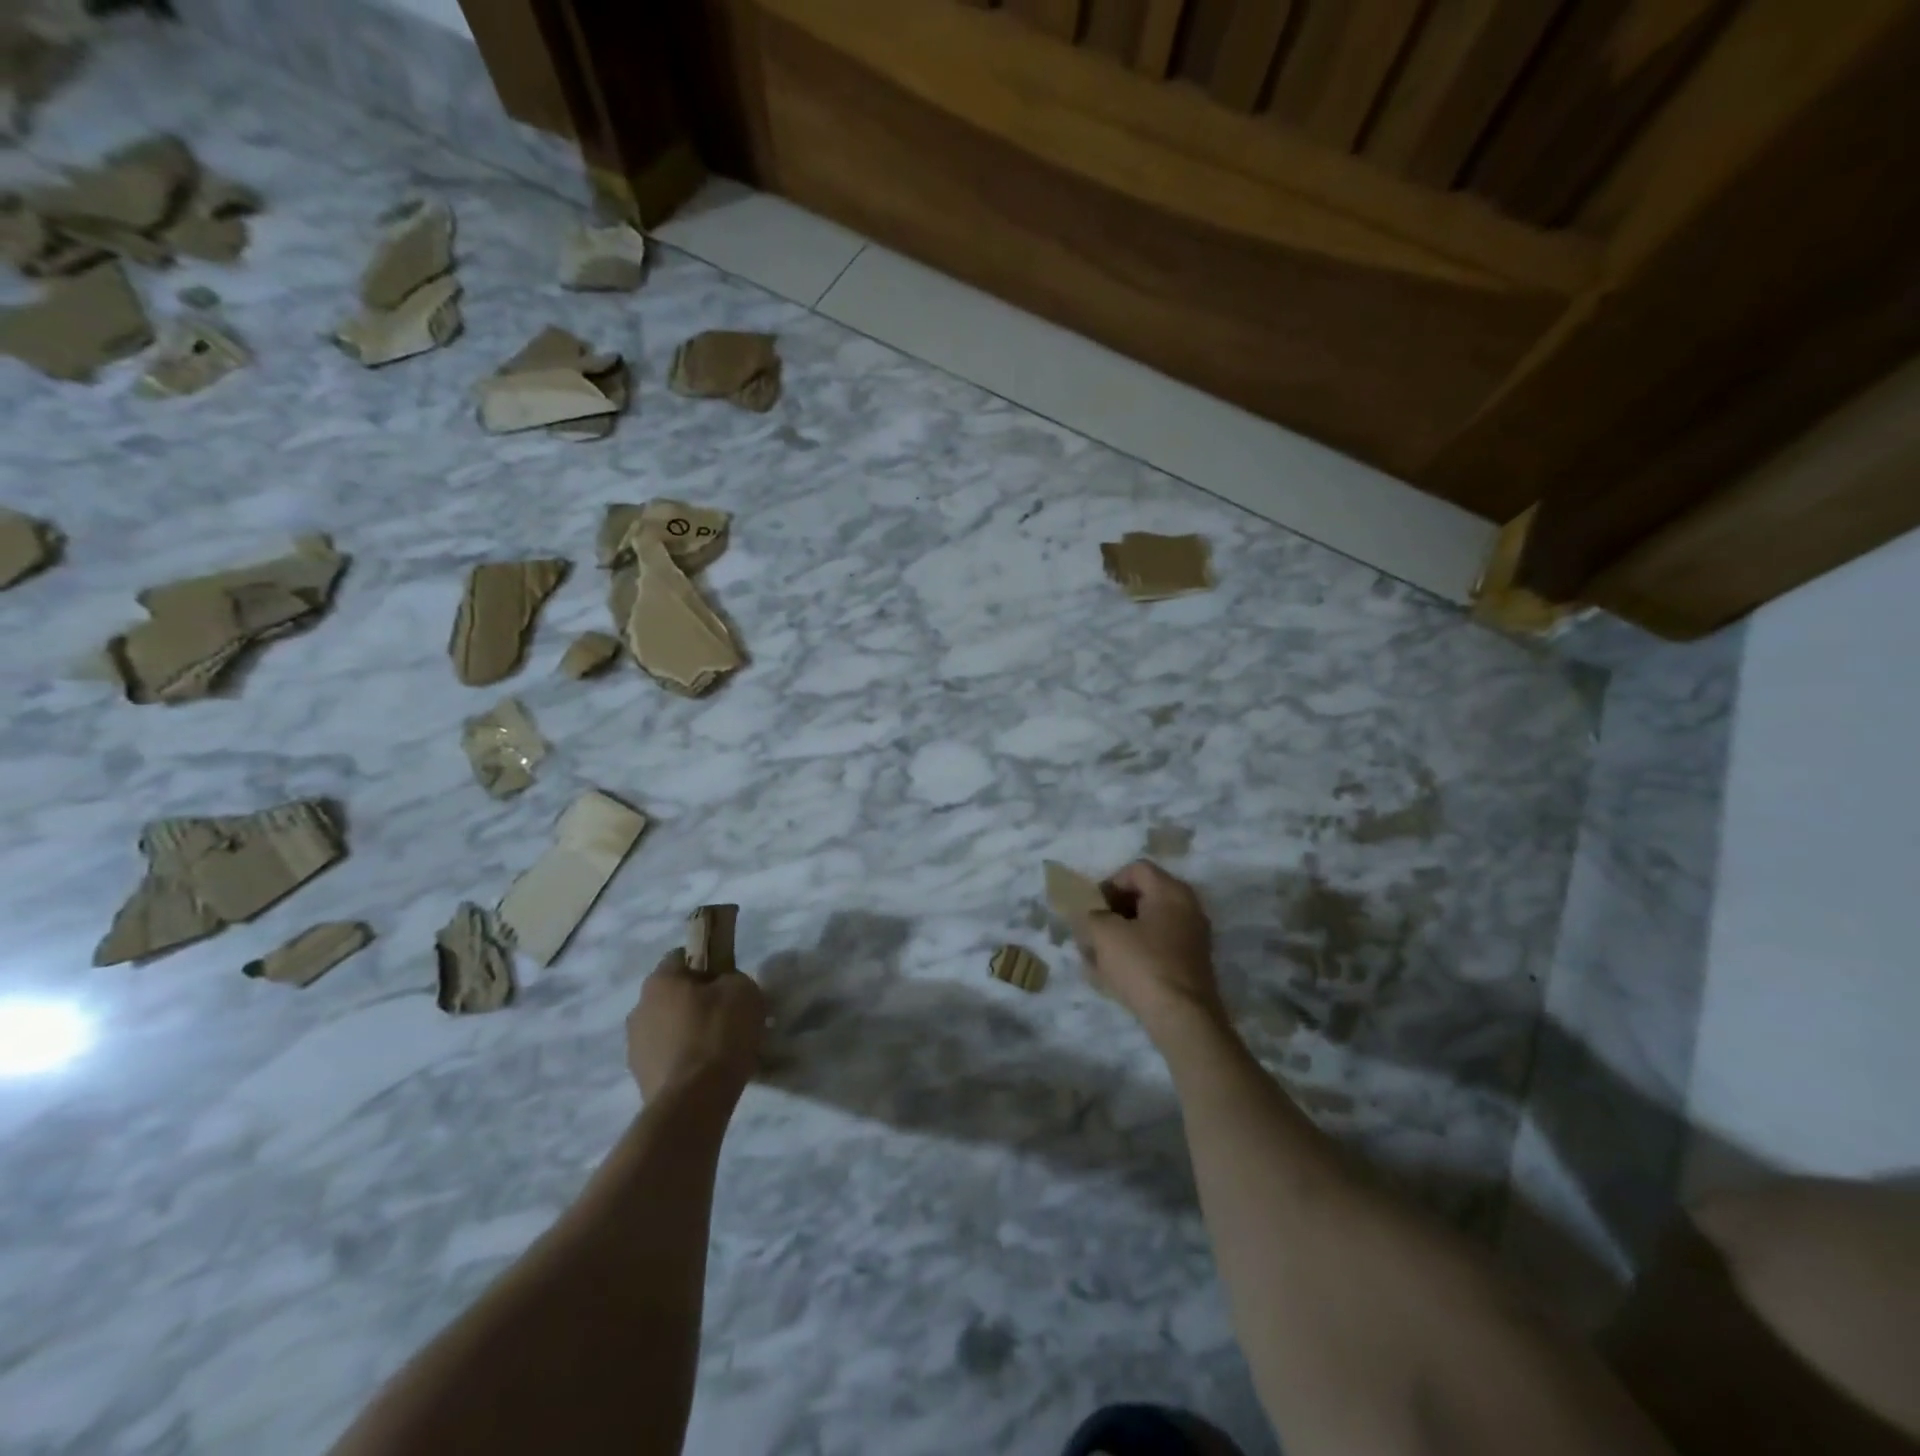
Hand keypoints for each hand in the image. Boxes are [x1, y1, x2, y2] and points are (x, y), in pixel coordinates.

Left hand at [627, 949, 765, 1103]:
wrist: (693, 1103)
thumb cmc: (718, 1034)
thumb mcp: (744, 991)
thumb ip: (732, 979)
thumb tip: (724, 988)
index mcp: (659, 981)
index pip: (682, 956)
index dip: (708, 964)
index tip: (728, 982)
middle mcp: (639, 1008)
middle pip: (673, 994)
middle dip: (698, 1001)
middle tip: (728, 1016)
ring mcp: (635, 1047)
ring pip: (669, 1028)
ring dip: (689, 1032)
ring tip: (720, 1049)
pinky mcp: (640, 1079)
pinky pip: (668, 1058)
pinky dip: (685, 1060)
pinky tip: (708, 1072)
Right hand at [1078, 860, 1226, 1040]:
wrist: (1183, 1018)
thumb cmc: (1142, 965)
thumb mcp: (1104, 933)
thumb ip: (1091, 915)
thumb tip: (1091, 916)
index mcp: (1171, 891)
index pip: (1136, 870)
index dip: (1109, 883)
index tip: (1092, 907)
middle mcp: (1188, 908)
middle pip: (1143, 897)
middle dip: (1112, 912)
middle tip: (1091, 930)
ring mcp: (1193, 938)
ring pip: (1148, 925)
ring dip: (1121, 935)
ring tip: (1097, 956)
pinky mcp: (1191, 965)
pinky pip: (1157, 948)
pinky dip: (1136, 953)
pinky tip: (1114, 974)